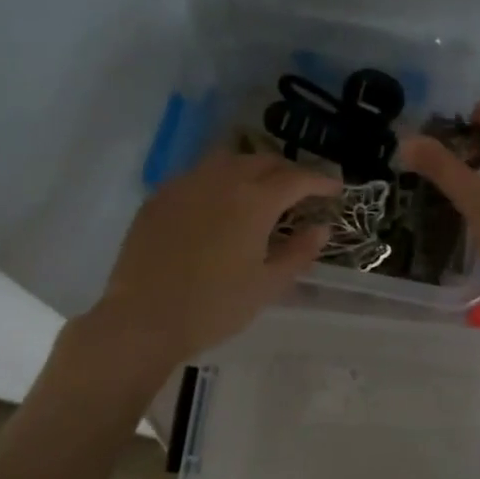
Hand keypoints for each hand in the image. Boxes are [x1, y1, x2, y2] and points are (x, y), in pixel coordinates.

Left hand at [84, 150, 339, 364]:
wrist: (143, 319)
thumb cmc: (214, 307)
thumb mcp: (267, 285)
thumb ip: (298, 252)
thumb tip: (321, 229)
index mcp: (254, 201)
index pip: (296, 179)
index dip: (320, 181)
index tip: (336, 189)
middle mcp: (221, 180)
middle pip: (263, 161)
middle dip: (288, 171)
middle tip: (301, 190)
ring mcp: (186, 184)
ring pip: (228, 160)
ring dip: (252, 167)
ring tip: (261, 189)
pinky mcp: (160, 197)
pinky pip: (198, 174)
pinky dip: (219, 180)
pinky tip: (219, 203)